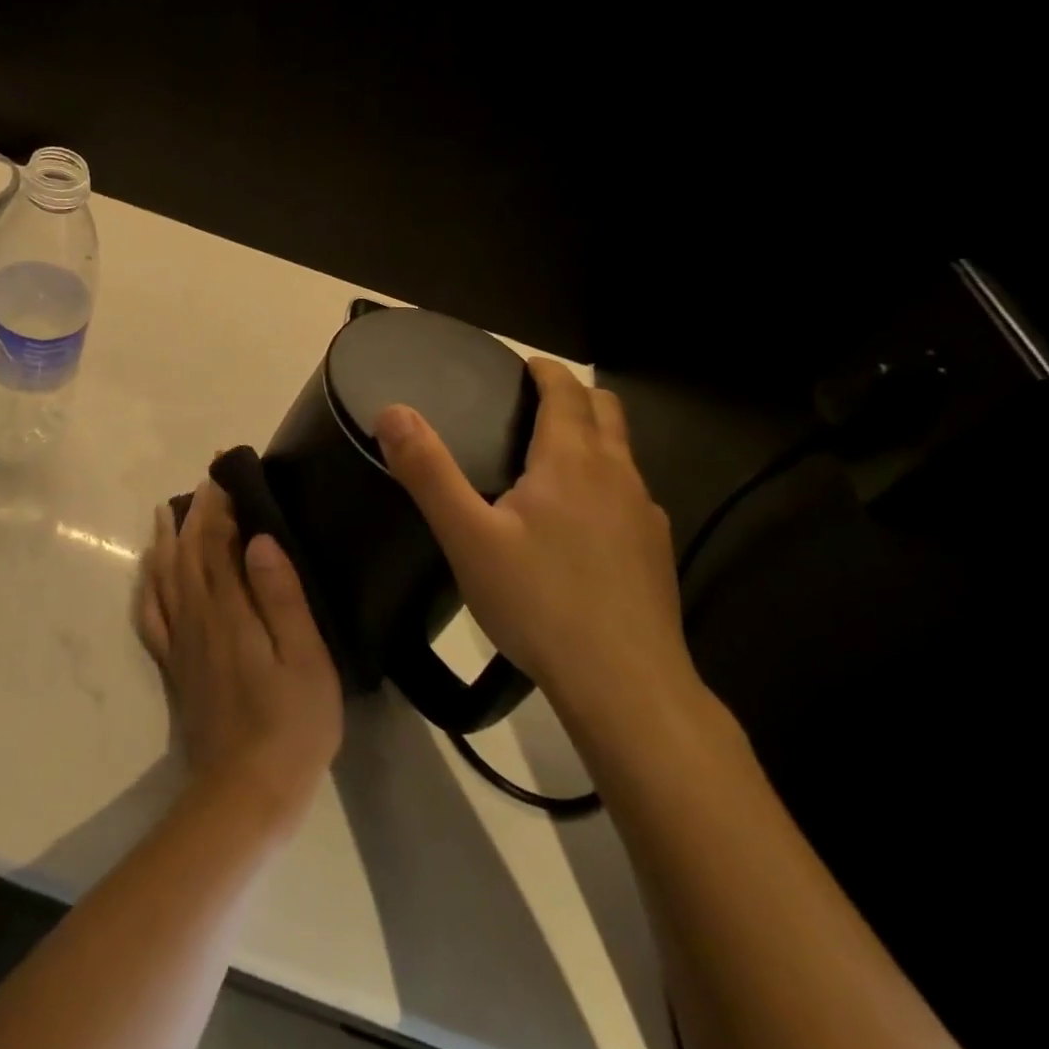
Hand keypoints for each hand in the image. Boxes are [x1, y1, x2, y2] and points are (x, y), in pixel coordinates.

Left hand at [138, 477, 342, 827]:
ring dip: (165, 539)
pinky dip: (148, 585)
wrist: (245, 792)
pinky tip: (149, 573)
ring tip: (167, 511)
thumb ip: (282, 596)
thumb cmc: (291, 724)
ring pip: (165, 576)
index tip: (223, 472)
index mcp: (230, 609)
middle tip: (204, 481)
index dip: (217, 504)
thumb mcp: (306, 659)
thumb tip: (260, 539)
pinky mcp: (175, 665)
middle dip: (194, 512)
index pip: (216, 541)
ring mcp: (181, 642)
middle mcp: (198, 616)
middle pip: (187, 552)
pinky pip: (151, 615)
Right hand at [374, 358, 695, 732]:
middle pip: (605, 411)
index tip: (522, 365)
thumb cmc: (539, 602)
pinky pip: (630, 495)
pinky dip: (605, 483)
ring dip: (592, 437)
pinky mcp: (656, 553)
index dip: (544, 371)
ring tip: (548, 459)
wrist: (625, 684)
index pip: (566, 391)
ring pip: (622, 453)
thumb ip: (428, 471)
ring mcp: (646, 515)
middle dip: (573, 395)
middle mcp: (617, 476)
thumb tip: (393, 412)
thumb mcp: (467, 537)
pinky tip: (578, 524)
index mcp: (571, 461)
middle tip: (531, 402)